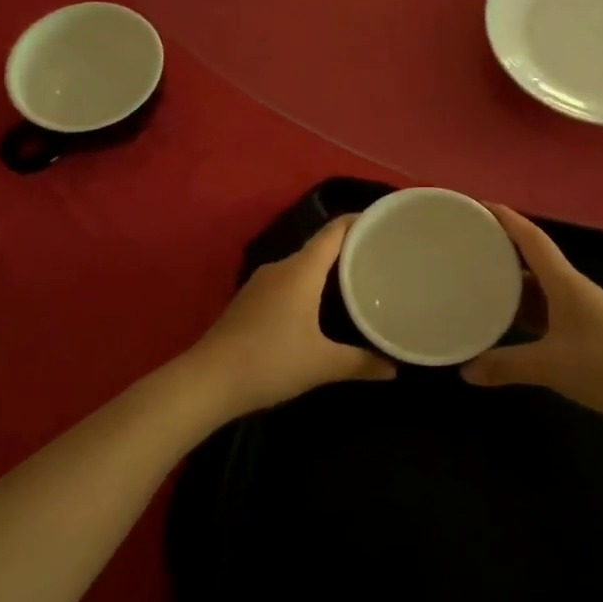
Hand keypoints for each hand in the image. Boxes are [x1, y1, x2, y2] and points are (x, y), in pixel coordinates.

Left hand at [185, 216, 394, 418]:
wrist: (208, 380)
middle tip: (380, 258)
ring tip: (356, 281)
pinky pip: (287, 281)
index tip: (384, 222)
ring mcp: (261, 283)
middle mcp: (281, 267)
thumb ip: (361, 363)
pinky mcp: (249, 300)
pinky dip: (308, 285)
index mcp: (301, 270)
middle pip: (320, 246)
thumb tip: (394, 368)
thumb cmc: (270, 361)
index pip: (335, 231)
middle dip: (349, 248)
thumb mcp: (322, 364)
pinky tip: (318, 306)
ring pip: (302, 266)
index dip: (359, 221)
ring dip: (327, 269)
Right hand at [463, 206, 602, 428]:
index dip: (505, 217)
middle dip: (501, 246)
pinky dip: (523, 310)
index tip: (476, 204)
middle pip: (532, 257)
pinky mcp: (586, 332)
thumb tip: (465, 371)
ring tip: (476, 278)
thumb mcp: (550, 366)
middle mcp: (571, 288)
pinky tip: (505, 321)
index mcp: (564, 281)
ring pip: (538, 286)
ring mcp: (580, 310)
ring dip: (511, 280)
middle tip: (465, 243)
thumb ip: (505, 365)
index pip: (530, 237)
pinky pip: (545, 311)